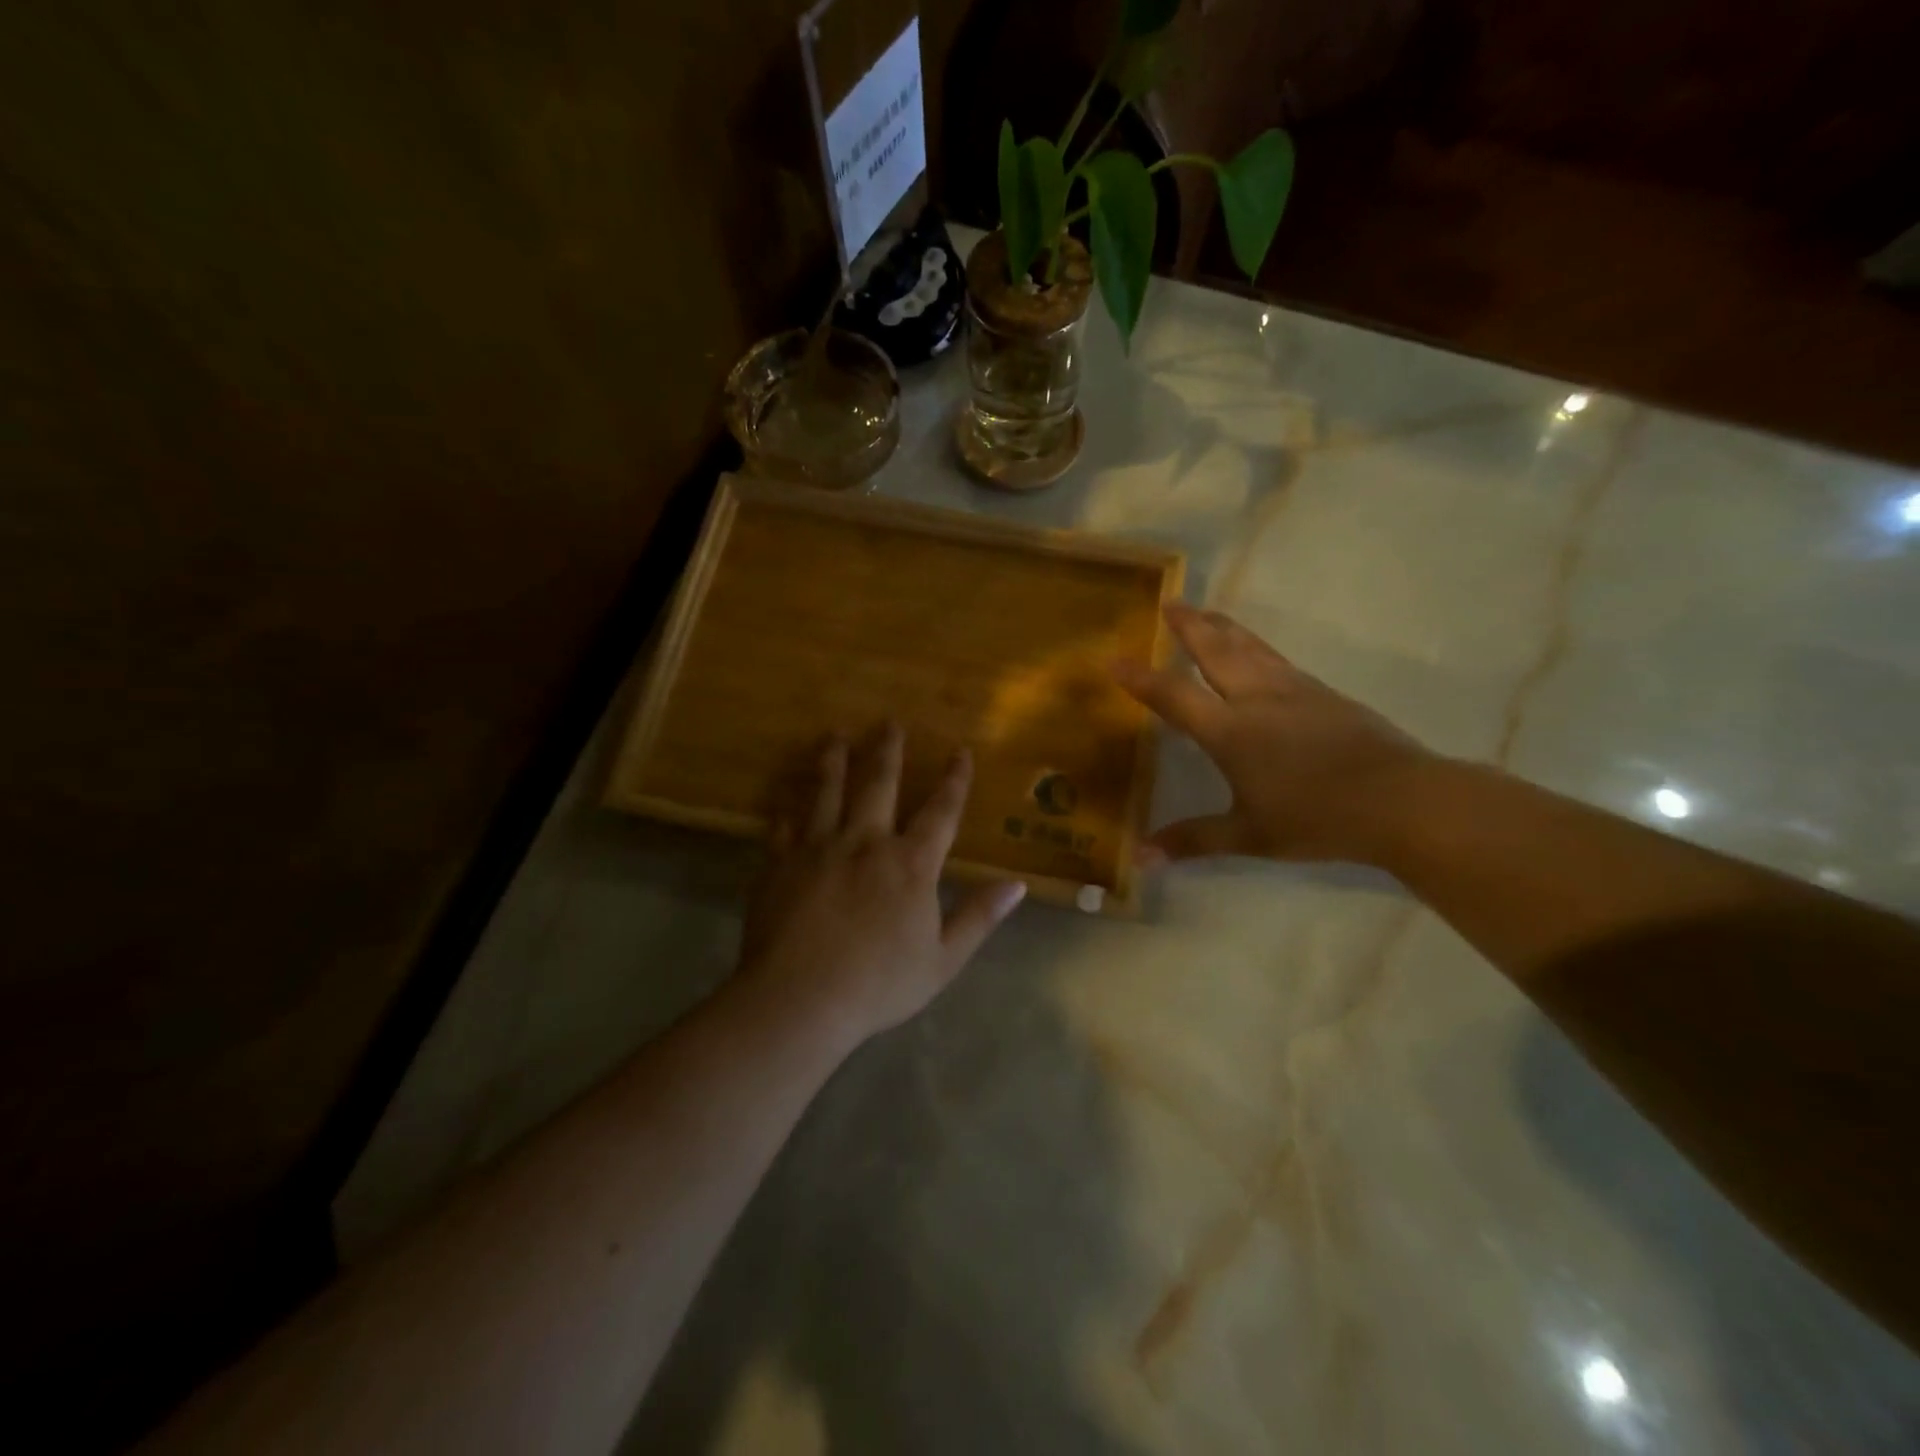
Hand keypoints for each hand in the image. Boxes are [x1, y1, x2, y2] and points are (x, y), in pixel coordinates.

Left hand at [739, 723, 1026, 1048]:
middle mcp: (866, 842)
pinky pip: (783, 826)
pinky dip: (786, 810)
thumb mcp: (943, 959)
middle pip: (879, 783)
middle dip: (888, 750)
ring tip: (834, 735)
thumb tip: (1017, 885)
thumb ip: (978, 917)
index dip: (954, 780)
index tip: (960, 751)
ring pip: (827, 791)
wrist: (800, 999)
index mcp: (910, 864)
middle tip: (889, 721)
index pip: (941, 811)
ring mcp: (818, 848)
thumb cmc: (878, 984)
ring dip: (833, 760)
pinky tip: (785, 800)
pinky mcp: (779, 863)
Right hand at [1113, 603, 1432, 866]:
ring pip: (1250, 647)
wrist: (1401, 800)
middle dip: (1189, 625)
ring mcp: (1294, 691)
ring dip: (1223, 626)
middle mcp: (1257, 699)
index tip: (1113, 659)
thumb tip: (1139, 859)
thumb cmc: (1316, 818)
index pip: (1174, 696)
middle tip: (1170, 603)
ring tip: (1206, 612)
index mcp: (1231, 731)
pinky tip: (1257, 653)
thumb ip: (1192, 840)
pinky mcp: (1323, 693)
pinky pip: (1276, 659)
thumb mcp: (1249, 835)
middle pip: (1216, 650)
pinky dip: (1254, 646)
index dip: (1140, 678)